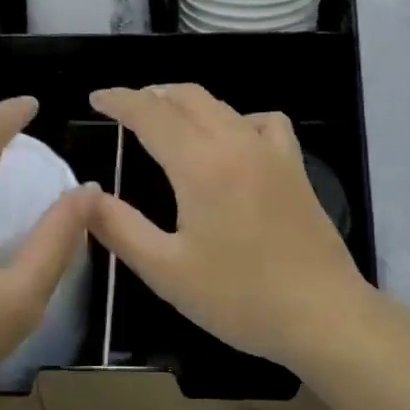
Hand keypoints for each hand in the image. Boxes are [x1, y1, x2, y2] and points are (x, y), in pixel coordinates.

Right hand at [87, 85, 378, 372]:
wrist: (323, 314)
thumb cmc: (239, 297)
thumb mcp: (166, 270)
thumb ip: (120, 228)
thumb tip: (87, 195)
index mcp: (201, 164)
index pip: (151, 113)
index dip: (120, 100)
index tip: (97, 98)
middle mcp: (237, 143)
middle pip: (189, 97)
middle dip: (151, 95)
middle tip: (124, 108)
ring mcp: (273, 153)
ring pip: (224, 106)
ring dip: (189, 103)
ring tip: (168, 121)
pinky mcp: (296, 169)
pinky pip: (264, 123)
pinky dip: (238, 119)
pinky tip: (233, 142)